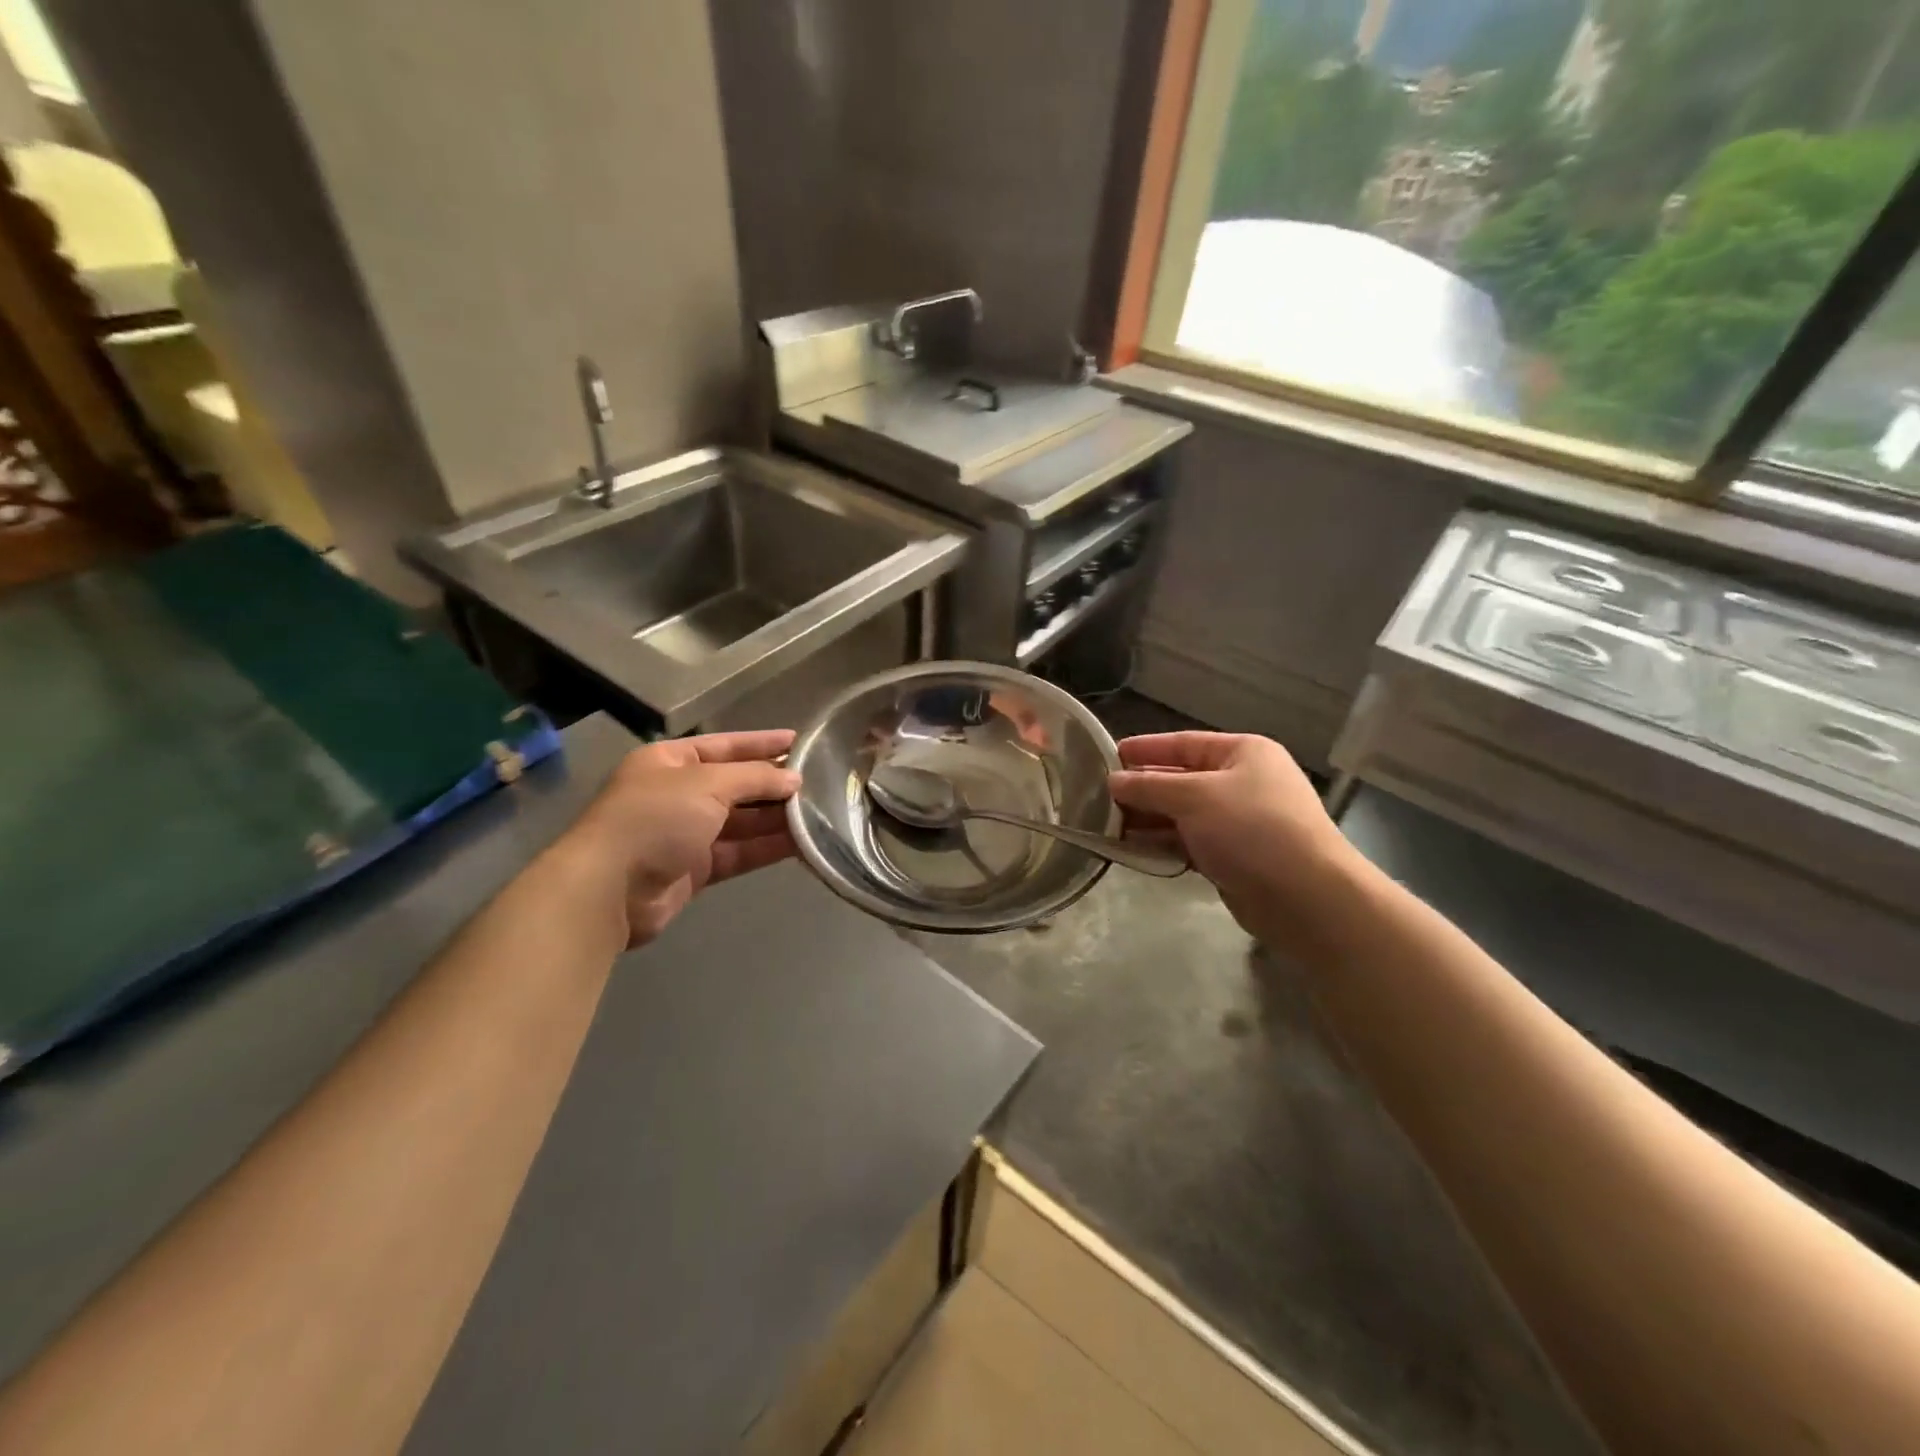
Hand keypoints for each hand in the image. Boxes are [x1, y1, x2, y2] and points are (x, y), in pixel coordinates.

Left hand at [562, 730, 800, 947]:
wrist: (609, 889)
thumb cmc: (655, 818)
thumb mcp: (707, 784)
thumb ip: (754, 778)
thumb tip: (794, 780)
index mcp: (669, 762)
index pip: (724, 745)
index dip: (761, 743)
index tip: (798, 741)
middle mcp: (678, 794)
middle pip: (735, 785)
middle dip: (773, 785)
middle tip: (818, 783)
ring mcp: (685, 834)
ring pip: (741, 822)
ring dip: (776, 819)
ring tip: (818, 814)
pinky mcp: (695, 870)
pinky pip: (739, 852)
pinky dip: (767, 848)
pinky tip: (801, 843)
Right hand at [1108, 732, 1355, 951]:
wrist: (1306, 897)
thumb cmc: (1251, 829)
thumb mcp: (1194, 797)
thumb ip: (1149, 786)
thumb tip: (1113, 780)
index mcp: (1242, 753)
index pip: (1183, 743)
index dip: (1145, 749)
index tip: (1107, 756)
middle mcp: (1242, 782)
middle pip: (1180, 779)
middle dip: (1141, 789)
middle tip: (1097, 796)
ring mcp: (1239, 822)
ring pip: (1181, 814)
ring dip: (1147, 819)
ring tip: (1105, 825)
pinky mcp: (1233, 857)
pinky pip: (1188, 842)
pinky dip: (1162, 844)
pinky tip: (1130, 849)